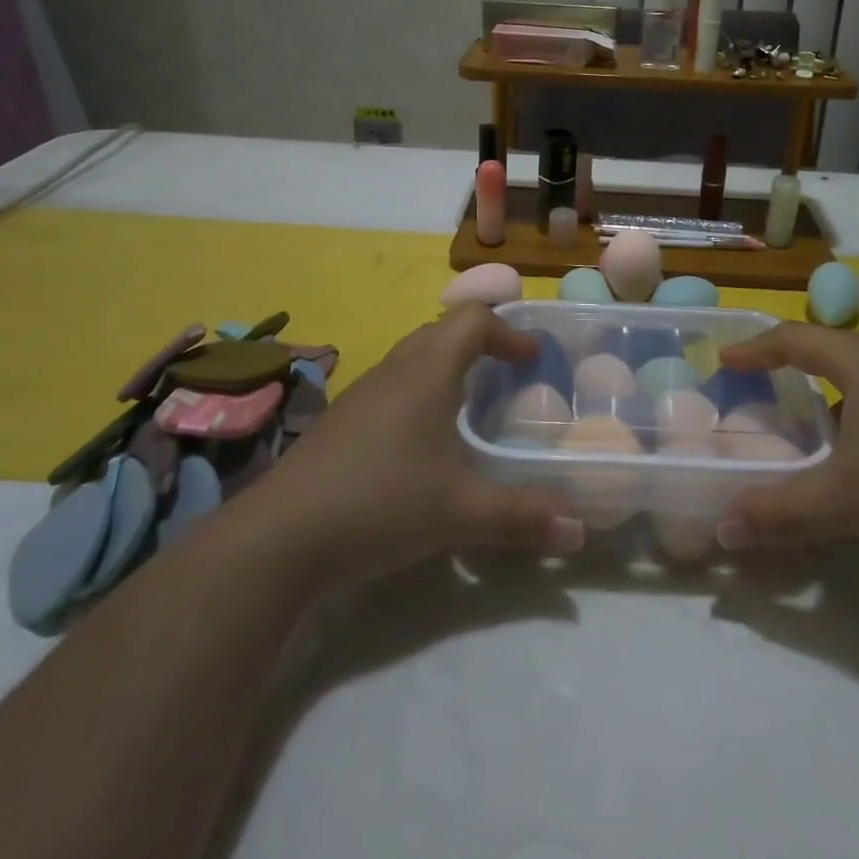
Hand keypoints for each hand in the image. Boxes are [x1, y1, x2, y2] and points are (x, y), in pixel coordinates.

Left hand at [245, 305, 584, 585]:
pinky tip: (421, 445)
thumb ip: (522, 517)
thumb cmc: (379, 503)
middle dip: (479, 345)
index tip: (532, 360)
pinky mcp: (340, 422)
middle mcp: (394, 370)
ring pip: (412, 359)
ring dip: (445, 369)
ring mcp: (361, 394)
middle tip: (506, 377)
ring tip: (470, 408)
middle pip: (441, 331)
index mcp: (427, 371)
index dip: (508, 332)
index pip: (473, 320)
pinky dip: (418, 395)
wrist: (278, 538)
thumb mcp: (459, 512)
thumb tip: (579, 530)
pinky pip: (391, 388)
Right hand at [715, 324, 858, 572]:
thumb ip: (779, 512)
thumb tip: (723, 529)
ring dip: (838, 398)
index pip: (796, 339)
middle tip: (767, 392)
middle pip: (836, 352)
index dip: (756, 347)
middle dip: (797, 369)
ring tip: (819, 433)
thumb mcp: (843, 501)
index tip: (726, 359)